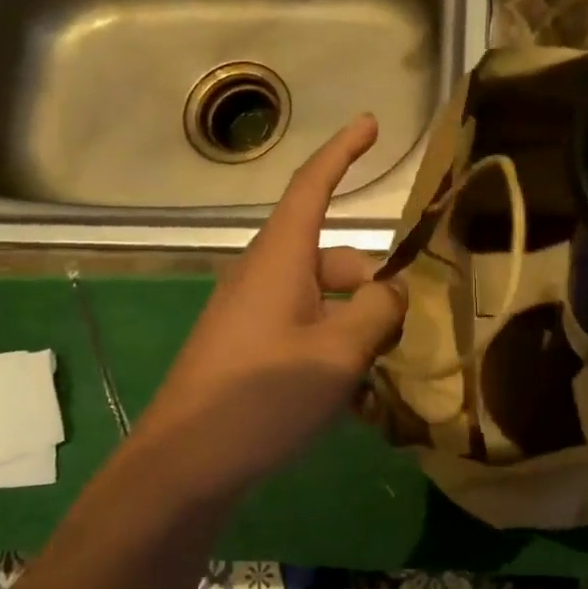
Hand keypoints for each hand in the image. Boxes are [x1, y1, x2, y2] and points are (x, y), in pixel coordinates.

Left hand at [131, 115, 406, 492]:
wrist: (183, 465)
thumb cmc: (261, 397)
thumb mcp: (337, 354)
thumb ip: (377, 312)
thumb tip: (393, 291)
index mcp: (280, 259)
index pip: (313, 187)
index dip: (343, 151)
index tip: (371, 123)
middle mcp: (263, 276)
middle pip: (333, 259)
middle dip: (374, 286)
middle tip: (403, 333)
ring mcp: (252, 315)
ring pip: (323, 300)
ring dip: (357, 326)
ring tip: (381, 375)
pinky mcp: (247, 349)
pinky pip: (303, 331)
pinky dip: (333, 349)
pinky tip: (351, 398)